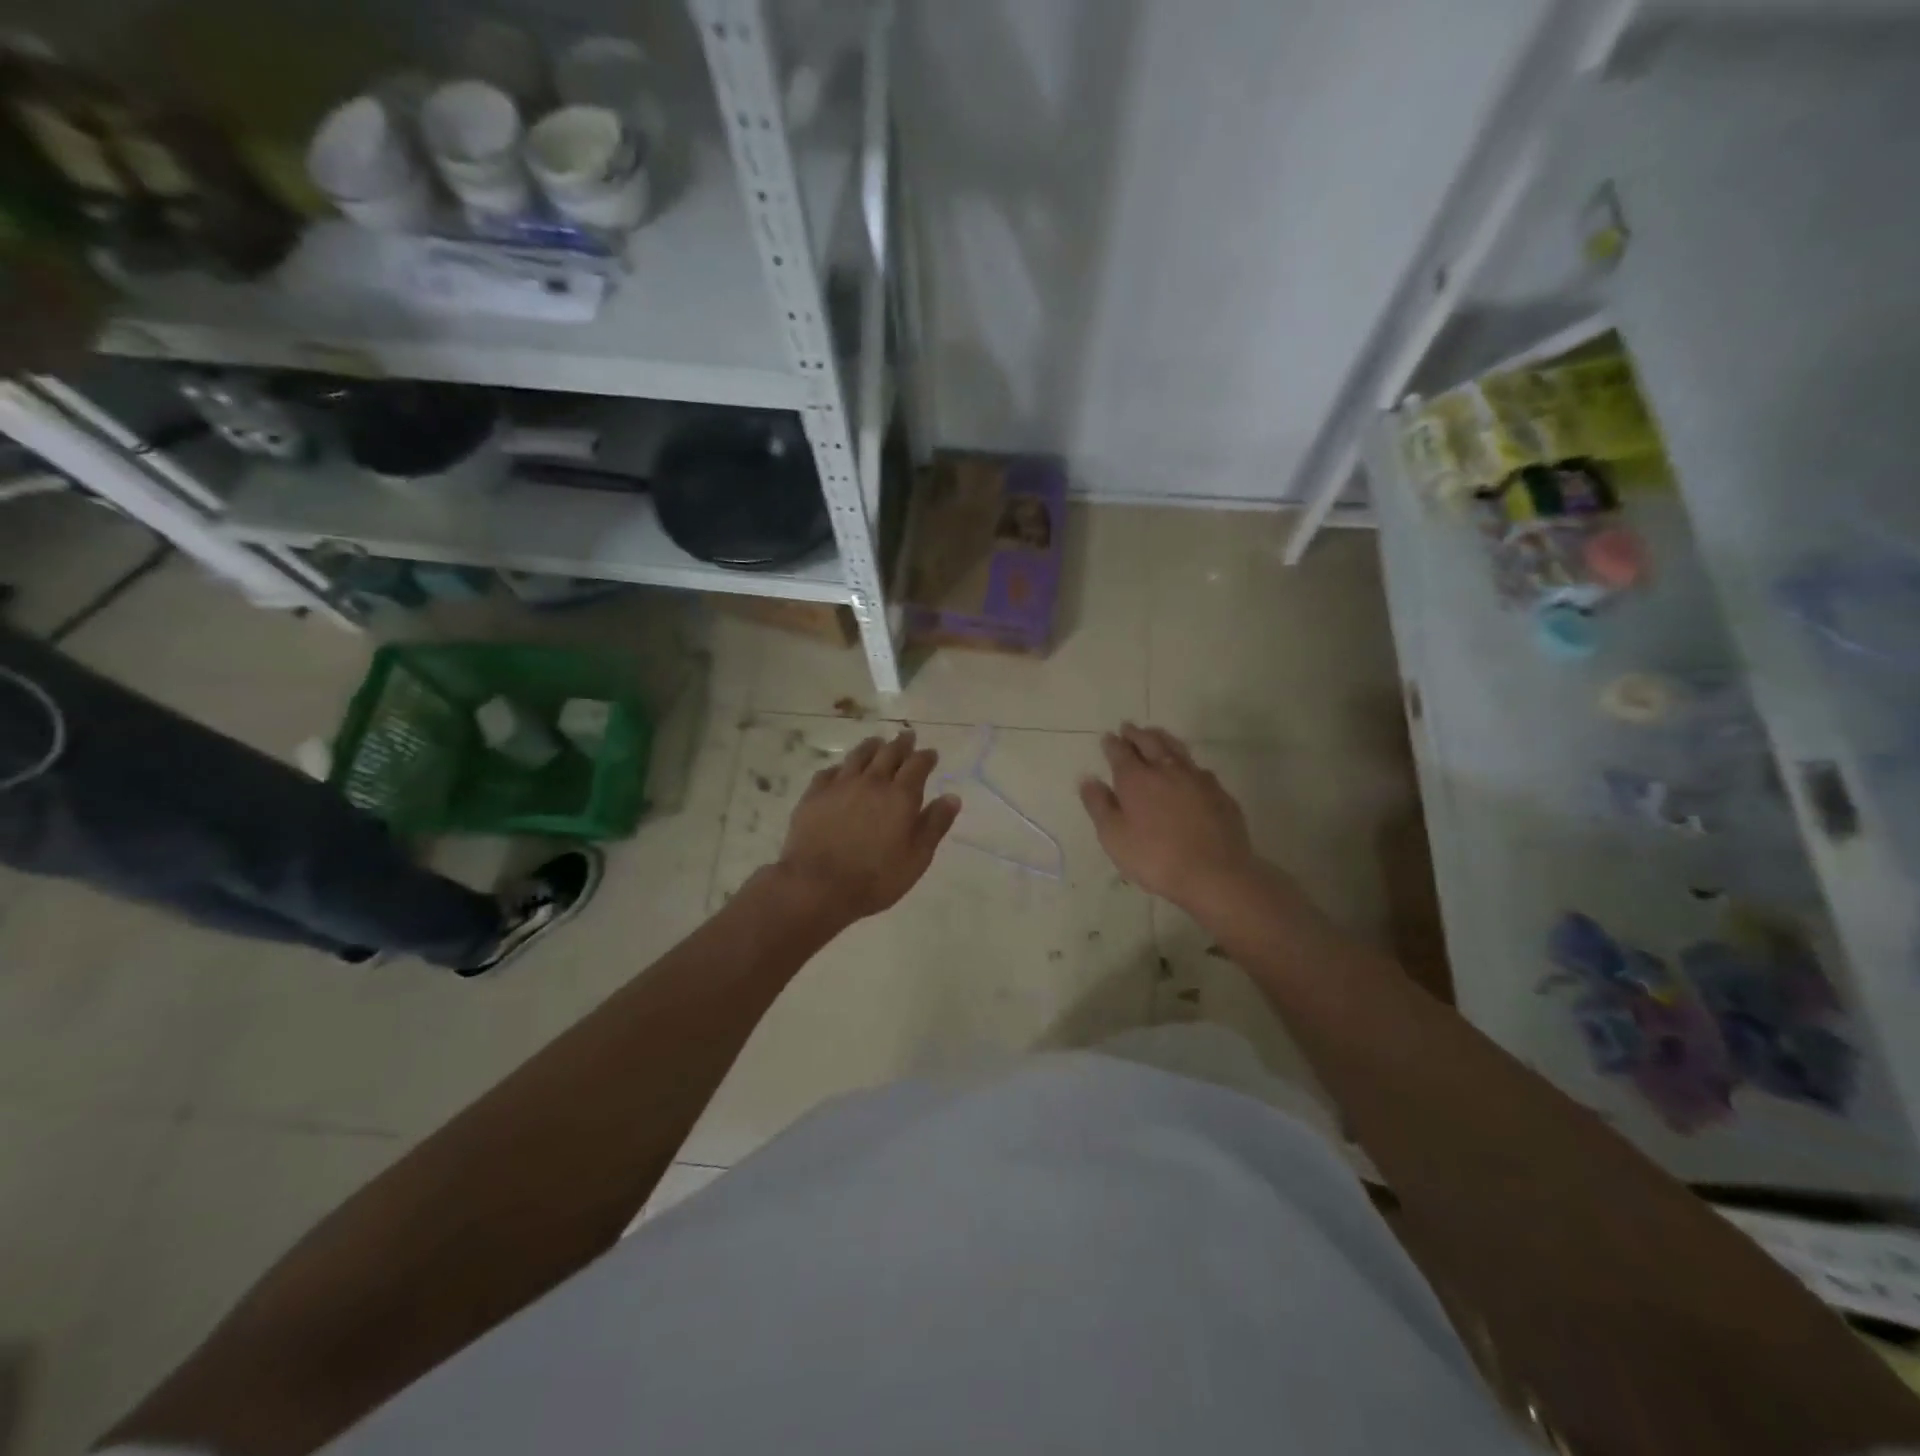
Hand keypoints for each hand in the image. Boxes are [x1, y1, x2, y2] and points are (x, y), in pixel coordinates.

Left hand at [775, 729, 960, 922]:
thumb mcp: (917, 858)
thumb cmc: (875, 878)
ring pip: (858, 756)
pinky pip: (829, 772)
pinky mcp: (814, 794)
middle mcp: (872, 782)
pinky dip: (841, 767)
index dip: (926, 756)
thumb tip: (952, 796)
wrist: (817, 886)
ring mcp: (840, 785)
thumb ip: (935, 825)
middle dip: (901, 743)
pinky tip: (841, 770)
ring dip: (871, 746)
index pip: (917, 765)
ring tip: (877, 743)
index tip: (931, 754)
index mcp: (900, 796)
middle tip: (907, 736)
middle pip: (888, 753)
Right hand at [1079, 723, 1265, 914]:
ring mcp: (1197, 778)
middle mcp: (1166, 770)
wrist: (1215, 873)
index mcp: (1136, 779)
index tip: (1107, 737)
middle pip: (1149, 742)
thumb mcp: (1114, 837)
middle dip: (1136, 733)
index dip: (1112, 744)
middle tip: (1128, 727)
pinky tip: (1188, 769)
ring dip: (1162, 738)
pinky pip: (1198, 768)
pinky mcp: (1219, 792)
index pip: (1120, 752)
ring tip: (1155, 734)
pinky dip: (1186, 762)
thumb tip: (1088, 779)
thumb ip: (1099, 805)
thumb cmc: (1155, 857)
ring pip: (1176, 748)